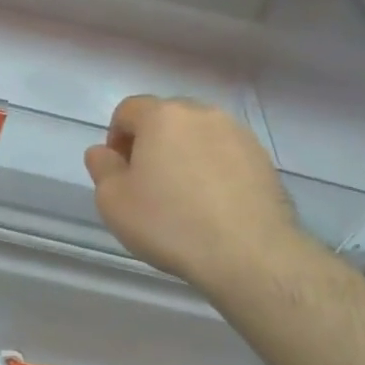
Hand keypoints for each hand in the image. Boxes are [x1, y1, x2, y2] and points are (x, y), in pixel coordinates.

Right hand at [84, 95, 309, 296]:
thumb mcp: (114, 201)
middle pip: (166, 118)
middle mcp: (202, 113)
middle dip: (152, 142)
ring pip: (199, 135)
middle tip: (149, 183)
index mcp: (162, 116)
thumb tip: (103, 152)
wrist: (250, 254)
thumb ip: (101, 167)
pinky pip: (226, 154)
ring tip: (185, 195)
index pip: (128, 110)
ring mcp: (238, 134)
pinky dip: (214, 169)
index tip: (119, 172)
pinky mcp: (263, 159)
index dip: (116, 137)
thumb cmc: (170, 223)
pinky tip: (214, 204)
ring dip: (185, 154)